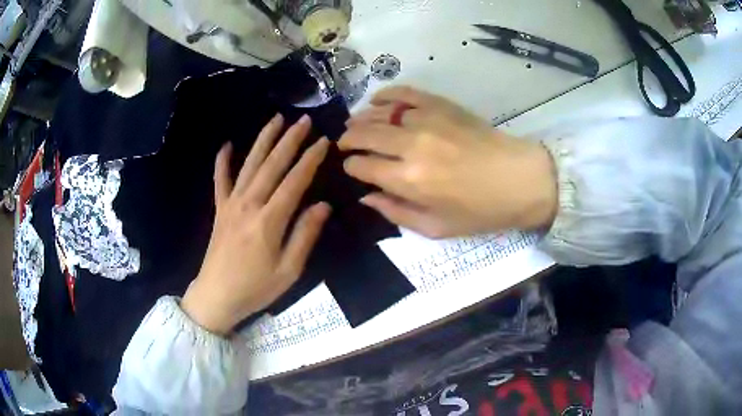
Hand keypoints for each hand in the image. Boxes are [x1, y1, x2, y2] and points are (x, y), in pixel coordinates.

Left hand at [182, 115, 330, 334]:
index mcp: (269, 221)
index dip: (310, 159)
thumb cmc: (255, 288)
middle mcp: (249, 204)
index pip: (295, 181)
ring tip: (276, 119)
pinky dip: (222, 161)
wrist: (216, 297)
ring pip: (249, 164)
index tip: (324, 141)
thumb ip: (305, 235)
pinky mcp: (219, 209)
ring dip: (264, 140)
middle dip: (290, 140)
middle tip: (304, 120)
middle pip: (272, 165)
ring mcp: (231, 204)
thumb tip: (323, 205)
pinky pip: (220, 180)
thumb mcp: (289, 271)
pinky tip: (226, 145)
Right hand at [339, 86, 556, 238]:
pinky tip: (377, 100)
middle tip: (344, 142)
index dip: (351, 166)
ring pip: (379, 113)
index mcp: (409, 180)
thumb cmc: (480, 211)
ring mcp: (426, 120)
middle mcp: (411, 146)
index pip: (362, 166)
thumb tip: (365, 196)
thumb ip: (396, 213)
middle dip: (348, 139)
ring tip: (354, 123)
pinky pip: (404, 93)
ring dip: (361, 118)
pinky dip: (386, 94)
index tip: (351, 167)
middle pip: (364, 134)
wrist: (519, 180)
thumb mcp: (436, 227)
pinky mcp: (441, 105)